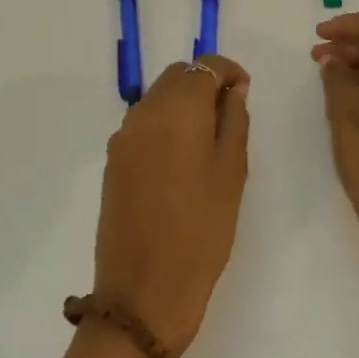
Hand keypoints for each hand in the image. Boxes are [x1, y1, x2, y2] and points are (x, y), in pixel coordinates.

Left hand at [94, 56, 250, 357]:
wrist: (143, 291)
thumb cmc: (201, 232)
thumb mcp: (231, 174)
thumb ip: (233, 122)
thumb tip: (233, 90)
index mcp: (176, 111)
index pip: (202, 66)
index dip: (227, 71)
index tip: (245, 90)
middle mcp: (143, 113)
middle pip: (175, 77)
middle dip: (204, 83)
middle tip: (231, 113)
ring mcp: (123, 137)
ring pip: (157, 98)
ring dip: (183, 103)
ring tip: (209, 138)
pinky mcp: (113, 161)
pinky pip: (143, 124)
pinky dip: (165, 124)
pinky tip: (182, 158)